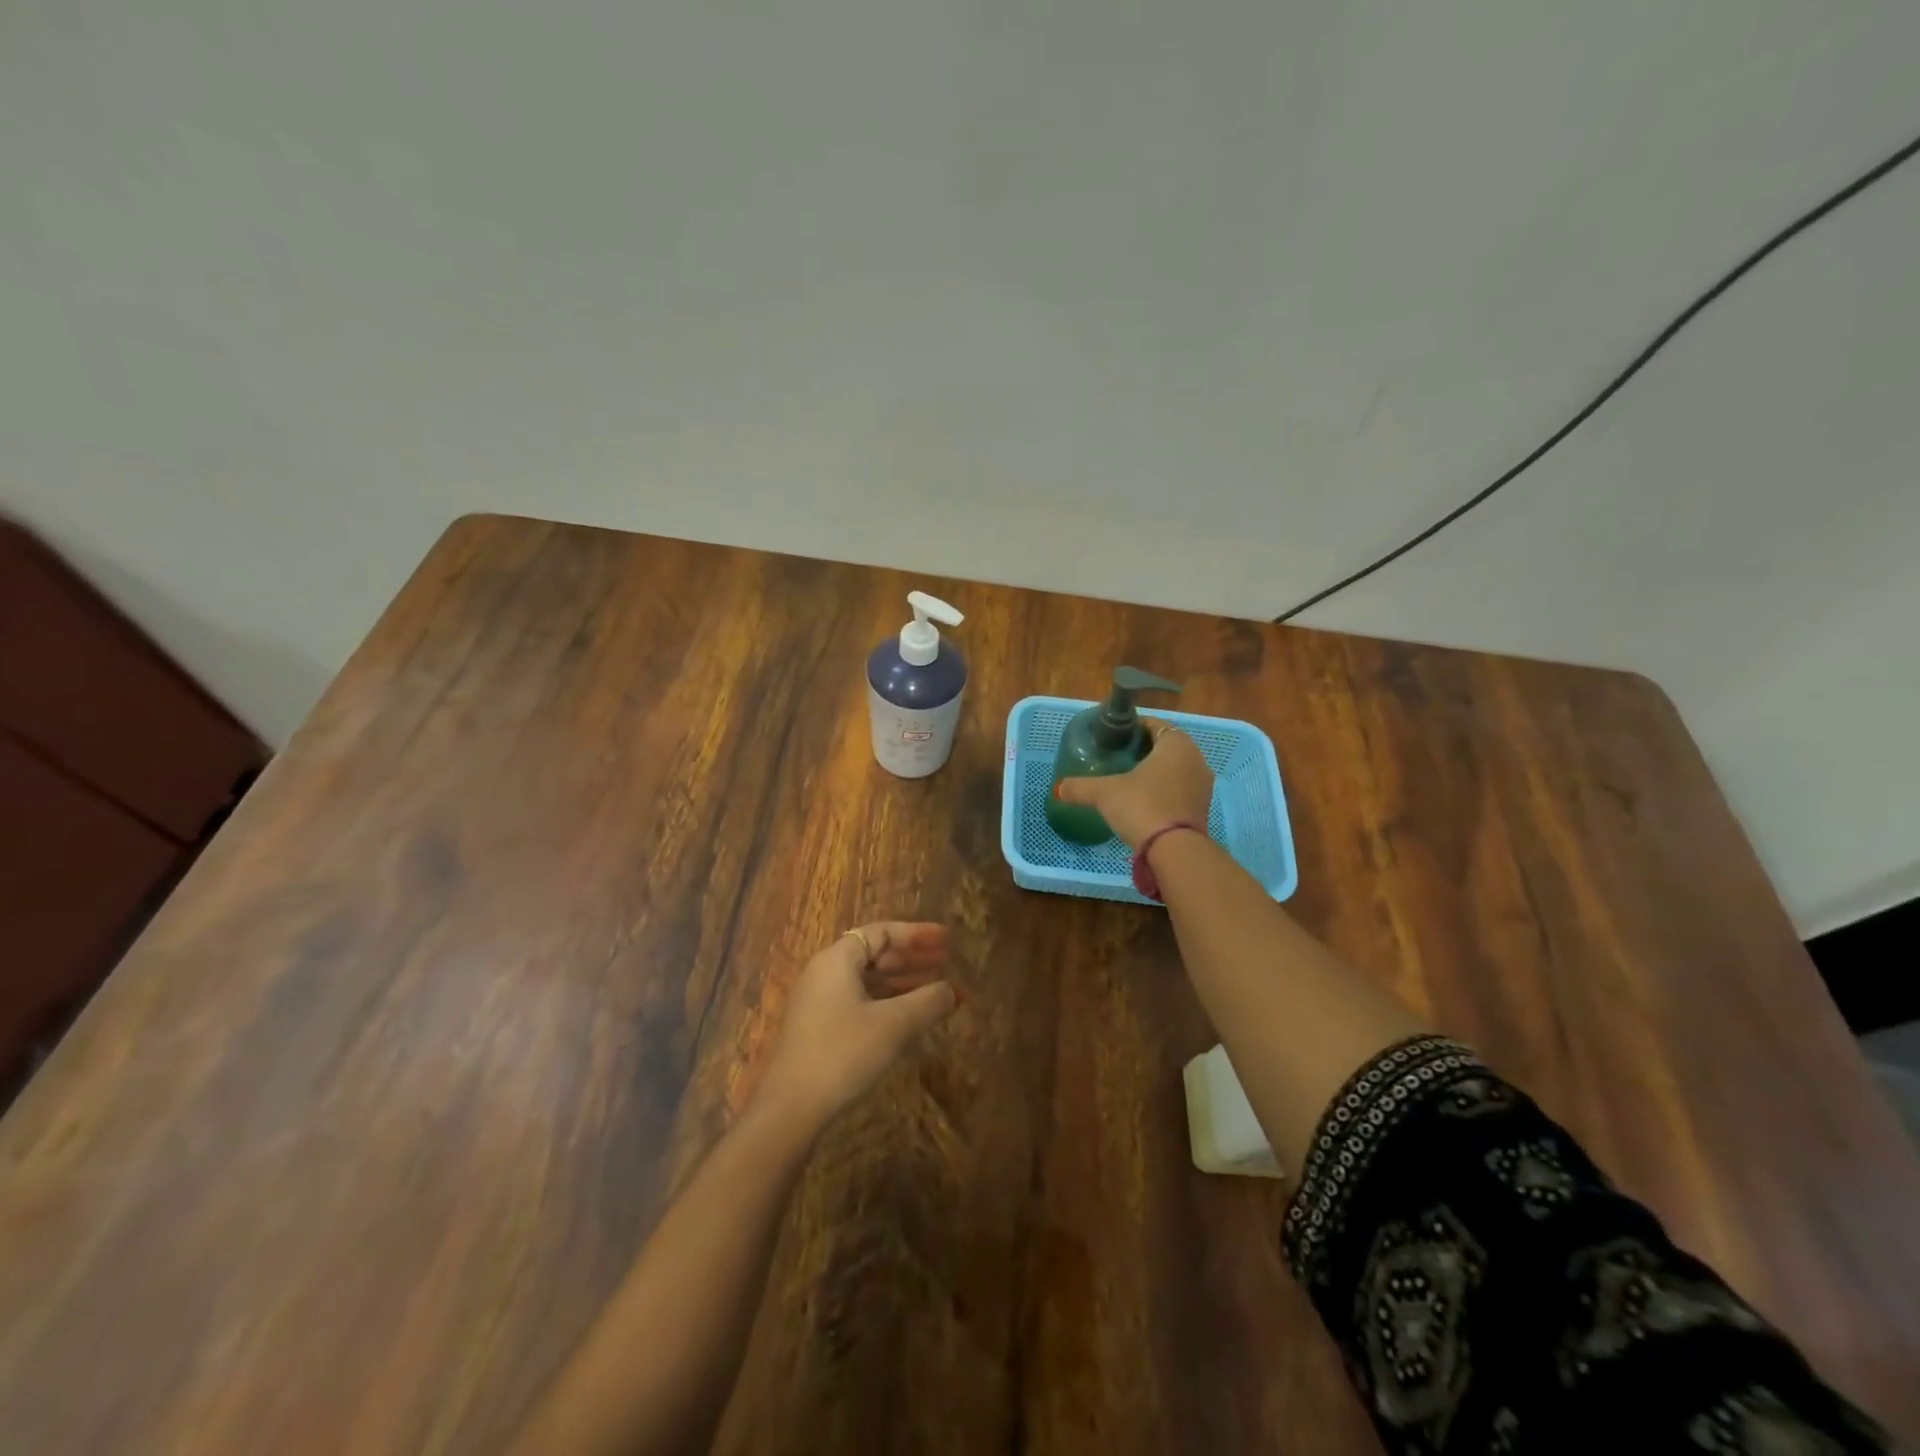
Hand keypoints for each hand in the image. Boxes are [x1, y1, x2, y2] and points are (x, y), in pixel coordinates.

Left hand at [757, 922, 957, 1126]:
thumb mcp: (893, 1024)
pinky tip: (909, 1019)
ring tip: (935, 990)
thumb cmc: (843, 1053)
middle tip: (946, 962)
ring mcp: (818, 1002)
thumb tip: (952, 990)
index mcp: (837, 960)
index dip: (917, 934)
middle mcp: (824, 973)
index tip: (947, 939)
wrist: (790, 1108)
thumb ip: (927, 1002)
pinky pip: (859, 1001)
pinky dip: (887, 1003)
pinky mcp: (818, 1029)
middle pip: (874, 954)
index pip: (881, 932)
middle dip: (912, 958)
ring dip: (902, 982)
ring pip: (867, 980)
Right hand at [1054, 719, 1213, 849]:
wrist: (1174, 851)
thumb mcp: (1105, 793)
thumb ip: (1080, 787)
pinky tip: (1144, 801)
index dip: (1133, 728)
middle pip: (1166, 746)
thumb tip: (1058, 788)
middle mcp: (1195, 758)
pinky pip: (1180, 789)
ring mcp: (1203, 784)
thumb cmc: (1141, 806)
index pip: (1154, 724)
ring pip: (1175, 768)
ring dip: (1156, 771)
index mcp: (1176, 744)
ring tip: (1129, 780)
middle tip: (1118, 758)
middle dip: (1144, 750)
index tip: (1114, 738)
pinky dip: (1164, 790)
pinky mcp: (1202, 807)